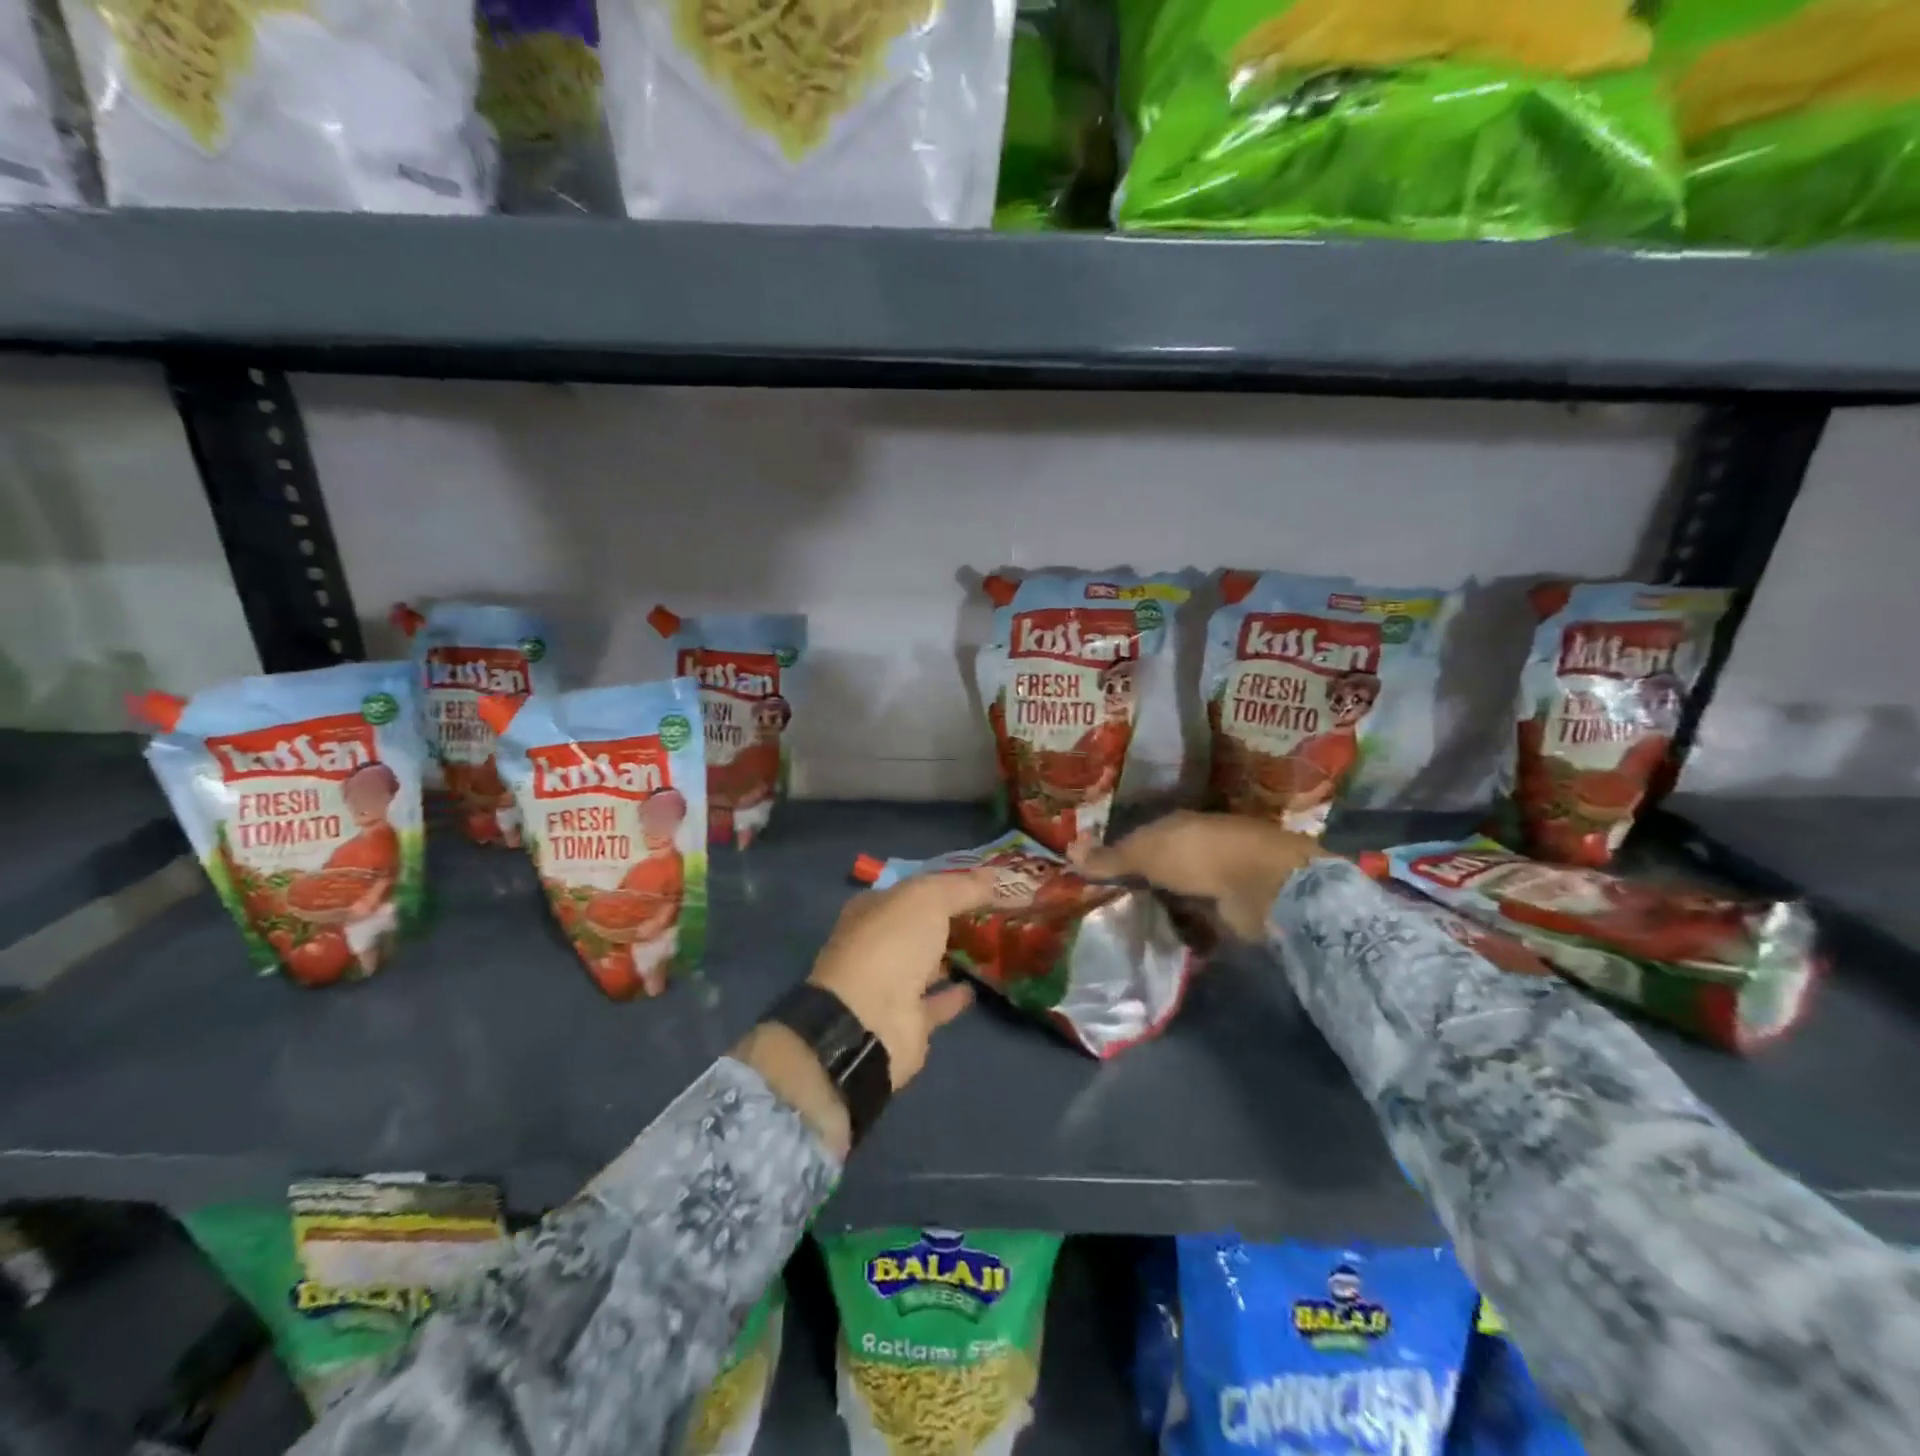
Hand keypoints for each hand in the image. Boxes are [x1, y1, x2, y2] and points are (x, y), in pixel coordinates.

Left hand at [806, 869, 996, 1089]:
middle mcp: (878, 944)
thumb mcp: (929, 899)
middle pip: (920, 927)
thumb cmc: (892, 944)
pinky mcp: (907, 1022)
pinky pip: (937, 1003)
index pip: (912, 890)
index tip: (981, 884)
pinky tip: (979, 986)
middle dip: (951, 920)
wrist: (870, 1022)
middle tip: (994, 914)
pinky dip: (955, 996)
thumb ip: (963, 886)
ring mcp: (890, 985)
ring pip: (928, 965)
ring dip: (953, 957)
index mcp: (873, 909)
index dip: (944, 884)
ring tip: (993, 947)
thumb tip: (996, 875)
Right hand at [1071, 811, 1327, 940]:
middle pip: (1158, 870)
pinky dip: (1184, 935)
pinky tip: (1162, 948)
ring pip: (1176, 898)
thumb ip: (1109, 858)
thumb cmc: (1195, 855)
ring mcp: (1215, 881)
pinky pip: (1197, 925)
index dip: (1116, 856)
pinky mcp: (1229, 913)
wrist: (1261, 885)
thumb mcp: (1143, 853)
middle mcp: (1195, 849)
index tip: (1092, 878)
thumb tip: (1068, 850)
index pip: (1139, 839)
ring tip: (1126, 935)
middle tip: (1104, 912)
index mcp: (1175, 826)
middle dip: (1136, 888)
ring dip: (1160, 913)